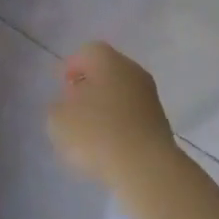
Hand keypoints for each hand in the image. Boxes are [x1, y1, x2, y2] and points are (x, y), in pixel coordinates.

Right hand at [46, 41, 177, 188]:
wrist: (146, 167)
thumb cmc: (97, 133)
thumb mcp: (59, 120)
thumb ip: (58, 107)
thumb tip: (68, 105)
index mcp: (108, 60)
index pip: (88, 52)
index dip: (72, 66)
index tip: (61, 86)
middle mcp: (133, 71)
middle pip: (107, 71)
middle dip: (89, 86)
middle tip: (73, 107)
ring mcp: (150, 96)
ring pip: (122, 94)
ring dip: (106, 107)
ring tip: (88, 132)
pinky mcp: (160, 122)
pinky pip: (133, 116)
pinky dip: (119, 125)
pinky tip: (108, 145)